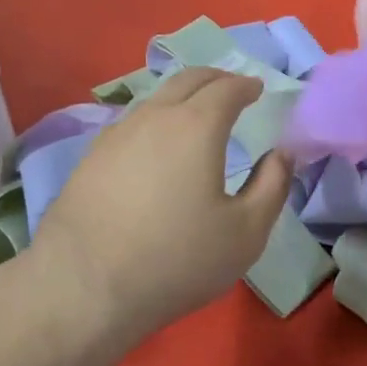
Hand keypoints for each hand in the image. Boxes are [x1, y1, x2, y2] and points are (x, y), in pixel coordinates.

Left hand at [28, 68, 292, 338]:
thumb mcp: (246, 232)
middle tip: (232, 88)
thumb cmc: (177, 259)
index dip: (246, 85)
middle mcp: (154, 118)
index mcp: (197, 127)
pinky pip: (132, 123)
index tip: (257, 89)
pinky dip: (155, 120)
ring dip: (182, 97)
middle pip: (187, 80)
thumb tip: (281, 154)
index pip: (227, 89)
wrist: (85, 286)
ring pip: (155, 99)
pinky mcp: (90, 158)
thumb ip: (272, 186)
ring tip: (196, 113)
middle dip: (215, 79)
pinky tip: (156, 145)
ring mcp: (116, 135)